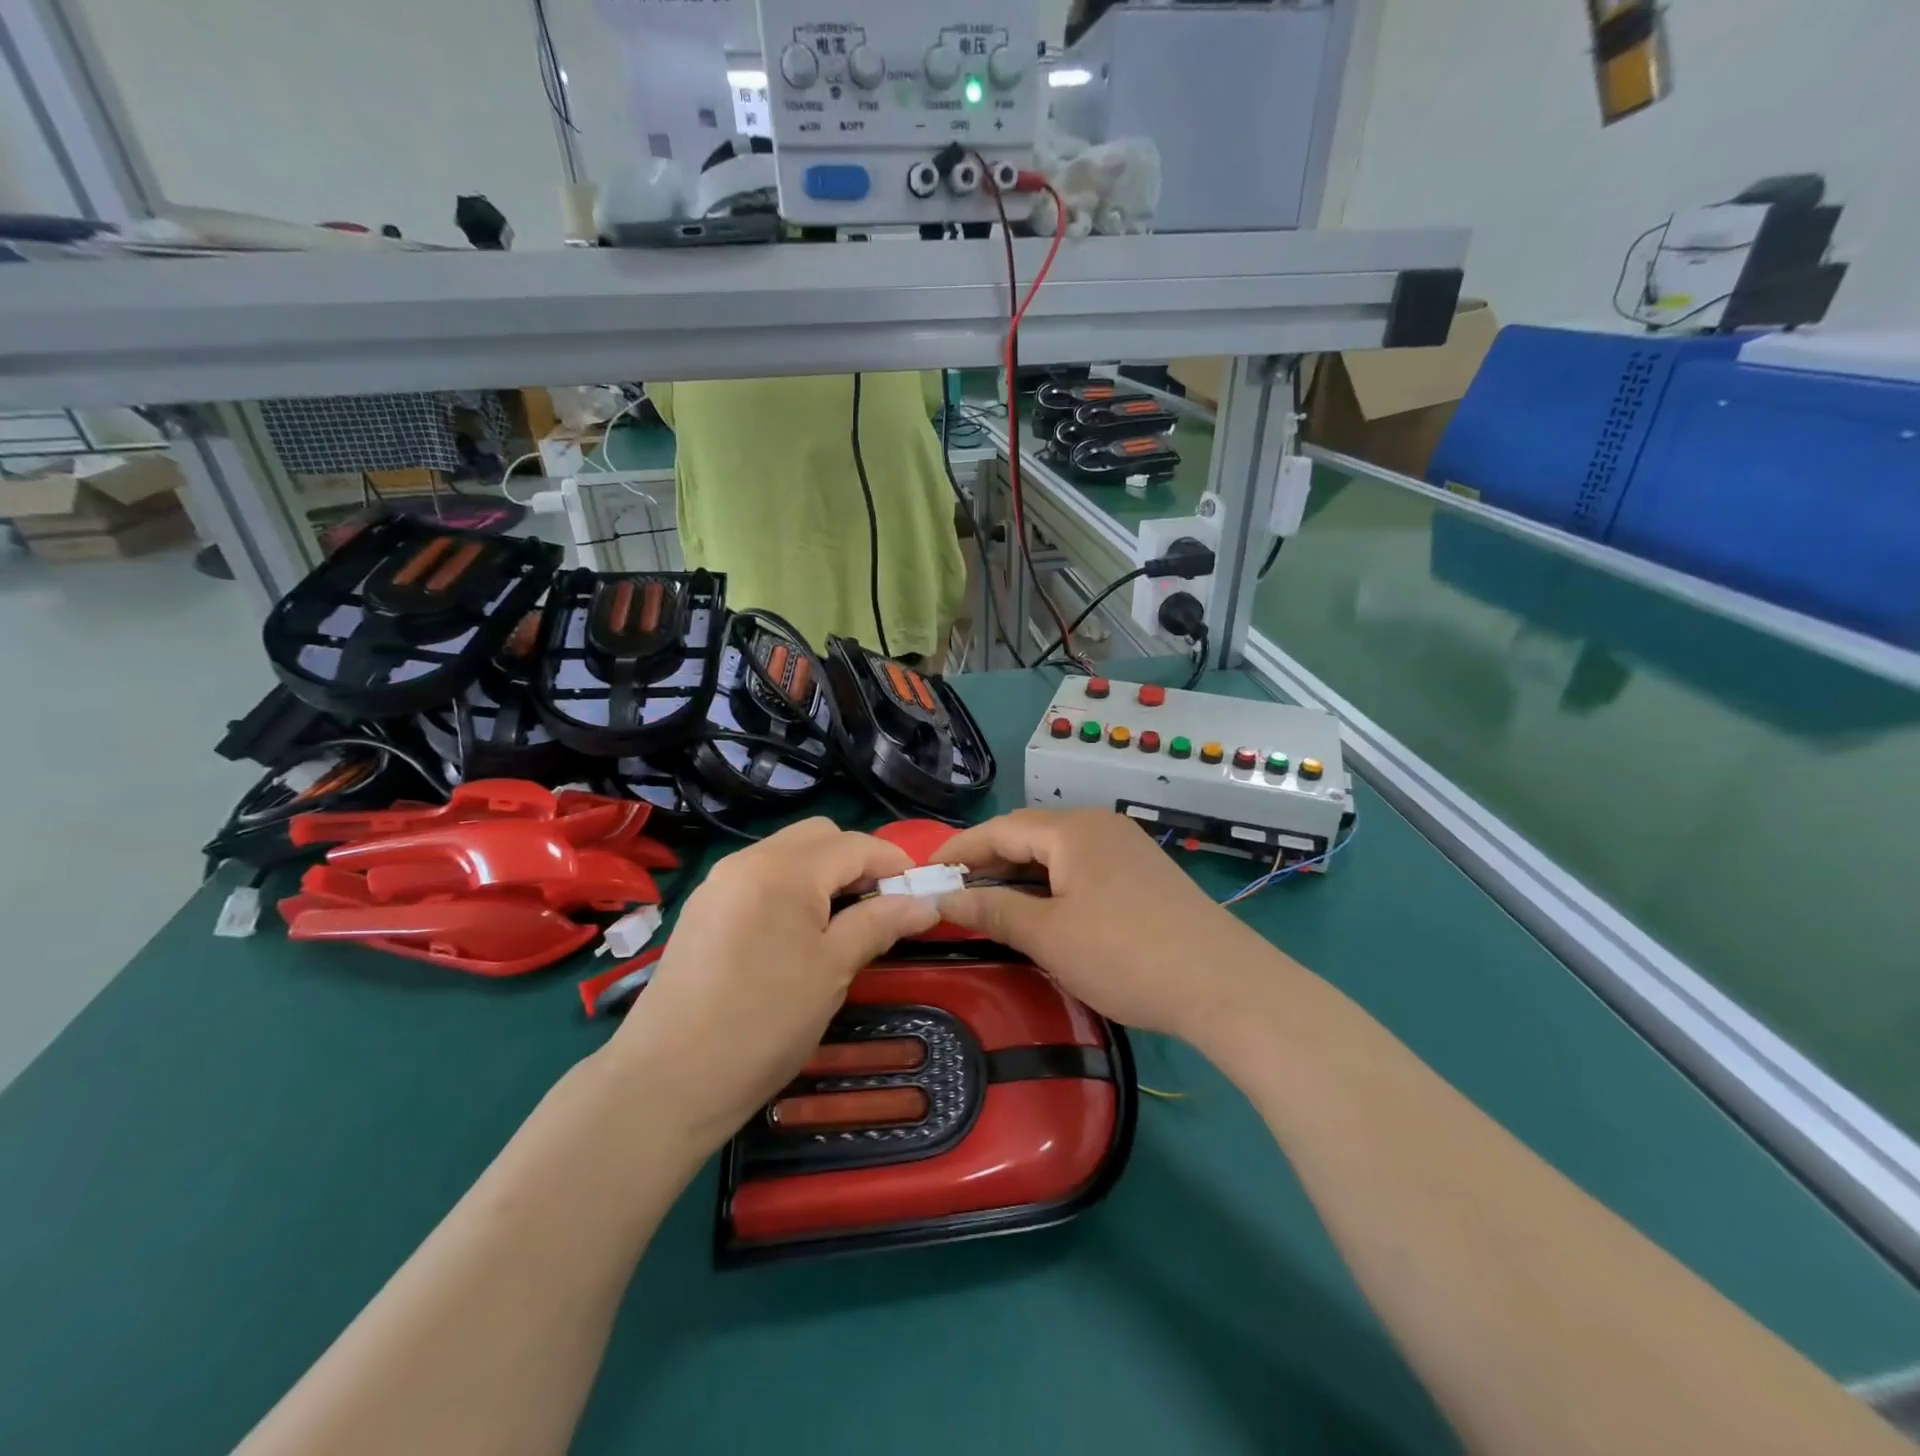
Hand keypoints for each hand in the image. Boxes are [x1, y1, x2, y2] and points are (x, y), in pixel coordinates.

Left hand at [605, 818, 937, 1150]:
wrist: (667, 1081)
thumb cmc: (764, 1022)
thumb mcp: (834, 970)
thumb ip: (880, 923)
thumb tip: (926, 903)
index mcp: (784, 869)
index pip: (854, 844)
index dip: (894, 863)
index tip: (921, 892)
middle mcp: (748, 860)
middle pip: (819, 836)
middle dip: (857, 861)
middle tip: (879, 905)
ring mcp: (720, 883)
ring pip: (788, 854)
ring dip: (824, 874)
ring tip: (842, 922)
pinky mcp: (704, 910)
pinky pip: (760, 878)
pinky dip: (791, 889)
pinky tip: (798, 933)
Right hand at [935, 809, 1278, 1042]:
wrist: (1224, 985)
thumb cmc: (1125, 955)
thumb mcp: (1048, 935)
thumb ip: (992, 910)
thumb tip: (943, 898)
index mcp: (1072, 830)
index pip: (1001, 829)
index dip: (959, 849)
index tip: (925, 872)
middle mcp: (1100, 825)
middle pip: (1030, 835)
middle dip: (988, 861)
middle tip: (952, 892)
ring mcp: (1127, 847)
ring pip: (1057, 853)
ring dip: (1020, 874)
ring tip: (989, 902)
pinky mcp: (1144, 872)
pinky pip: (1083, 867)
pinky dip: (1052, 884)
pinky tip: (1043, 909)